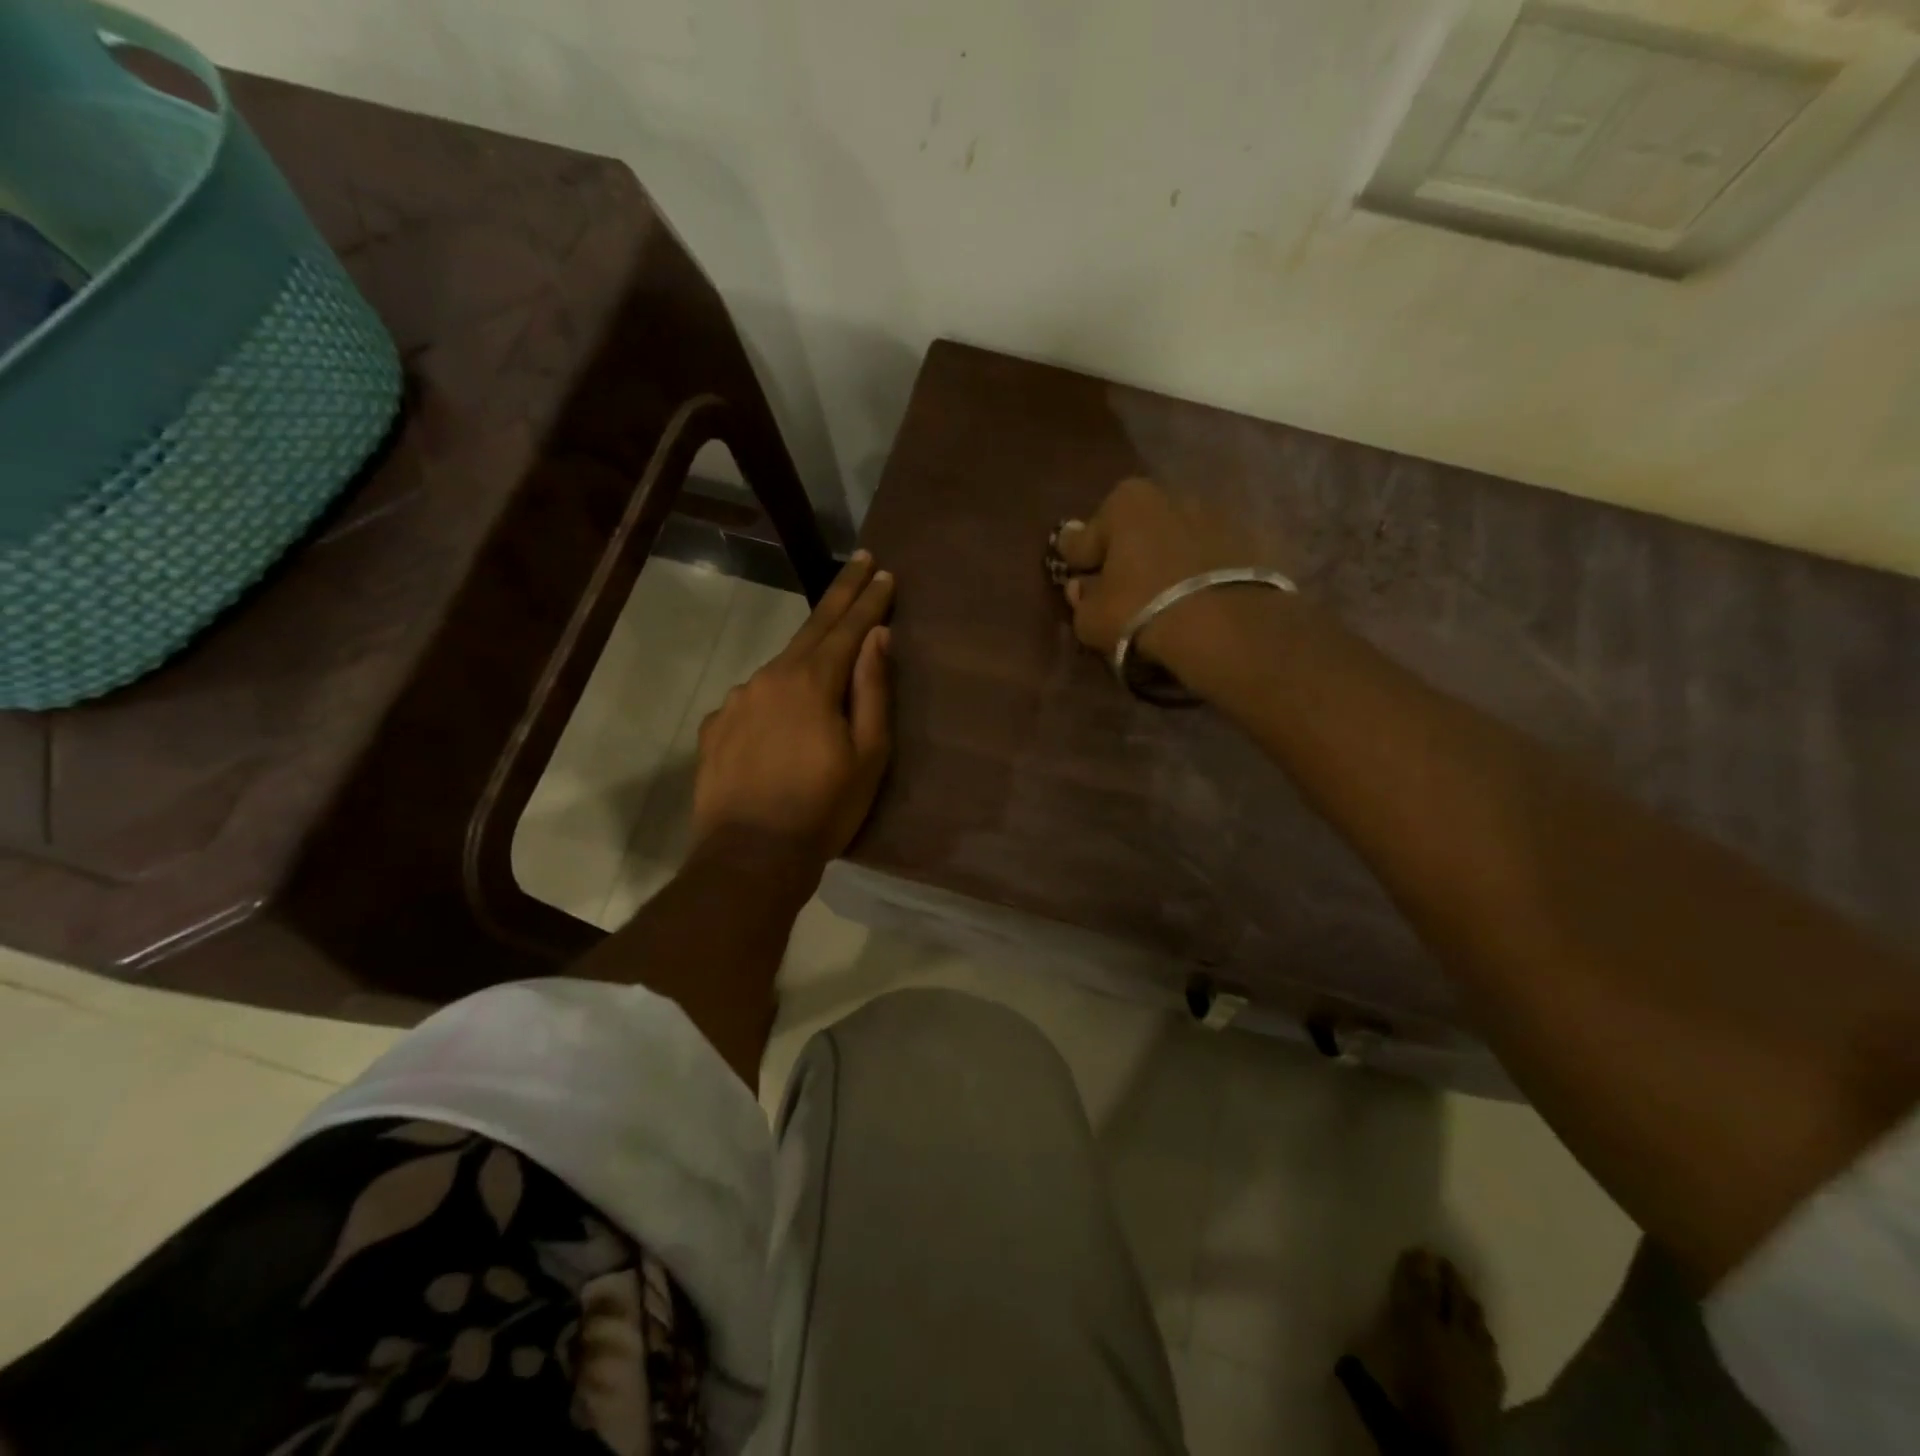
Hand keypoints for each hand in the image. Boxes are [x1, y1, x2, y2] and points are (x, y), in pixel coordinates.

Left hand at [692, 552, 894, 863]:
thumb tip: (877, 638)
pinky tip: (782, 718)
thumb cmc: (824, 808)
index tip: (884, 571)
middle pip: (811, 628)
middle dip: (840, 594)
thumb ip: (873, 690)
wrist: (750, 856)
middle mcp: (769, 678)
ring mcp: (736, 701)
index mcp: (810, 682)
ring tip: (826, 659)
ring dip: (806, 655)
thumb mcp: (868, 754)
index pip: (847, 627)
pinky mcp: (716, 727)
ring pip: (780, 667)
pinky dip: (775, 696)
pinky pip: (754, 700)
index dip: (868, 600)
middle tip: (860, 562)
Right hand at [1052, 478, 1256, 667]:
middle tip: (1119, 587)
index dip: (1076, 561)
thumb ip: (1081, 598)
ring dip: (1164, 560)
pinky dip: (1197, 571)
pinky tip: (1193, 598)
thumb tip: (1081, 587)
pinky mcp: (1249, 539)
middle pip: (1133, 530)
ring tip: (1161, 596)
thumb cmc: (1141, 612)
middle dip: (1124, 553)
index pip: (1083, 537)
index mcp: (1124, 502)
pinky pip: (1207, 558)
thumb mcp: (1091, 617)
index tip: (1074, 575)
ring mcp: (1214, 514)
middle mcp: (1168, 495)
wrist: (1225, 627)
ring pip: (1173, 540)